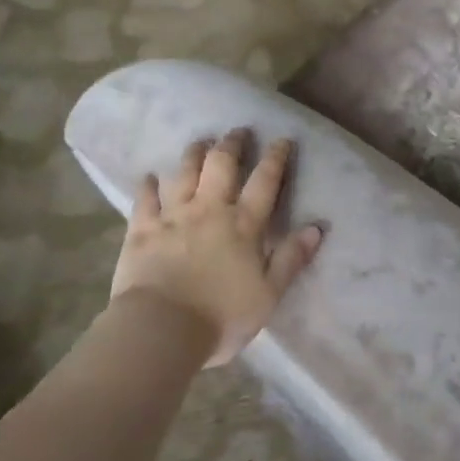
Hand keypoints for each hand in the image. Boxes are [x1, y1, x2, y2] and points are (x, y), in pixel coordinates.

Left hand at [111, 130, 323, 367]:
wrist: (161, 329)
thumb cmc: (221, 317)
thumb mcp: (268, 294)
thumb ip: (291, 258)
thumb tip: (317, 227)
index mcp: (243, 225)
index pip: (264, 182)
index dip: (275, 158)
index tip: (282, 139)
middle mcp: (209, 210)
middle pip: (221, 166)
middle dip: (232, 144)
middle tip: (238, 131)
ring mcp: (173, 217)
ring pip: (184, 173)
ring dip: (194, 154)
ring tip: (200, 142)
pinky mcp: (142, 230)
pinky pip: (145, 200)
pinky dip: (147, 186)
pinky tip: (148, 176)